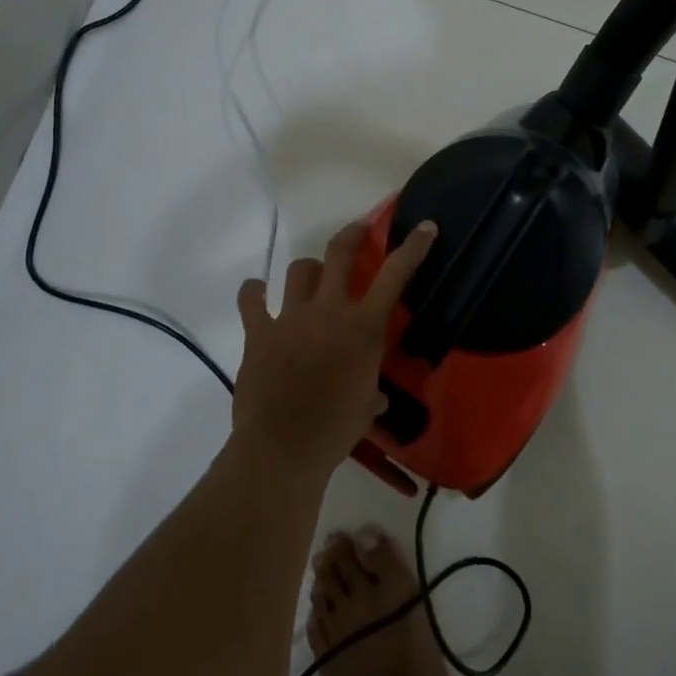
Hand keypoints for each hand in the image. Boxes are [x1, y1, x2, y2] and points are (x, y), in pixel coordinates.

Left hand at [232, 219, 438, 477]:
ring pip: (298, 270)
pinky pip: (251, 299)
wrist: (284, 447)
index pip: (395, 276)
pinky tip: (256, 293)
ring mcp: (290, 317)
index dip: (413, 248)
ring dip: (307, 270)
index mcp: (363, 328)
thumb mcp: (365, 408)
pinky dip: (253, 293)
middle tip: (359, 228)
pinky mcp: (259, 331)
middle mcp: (328, 311)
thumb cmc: (335, 430)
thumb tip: (376, 397)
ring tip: (310, 277)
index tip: (425, 227)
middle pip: (339, 253)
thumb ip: (371, 392)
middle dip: (352, 234)